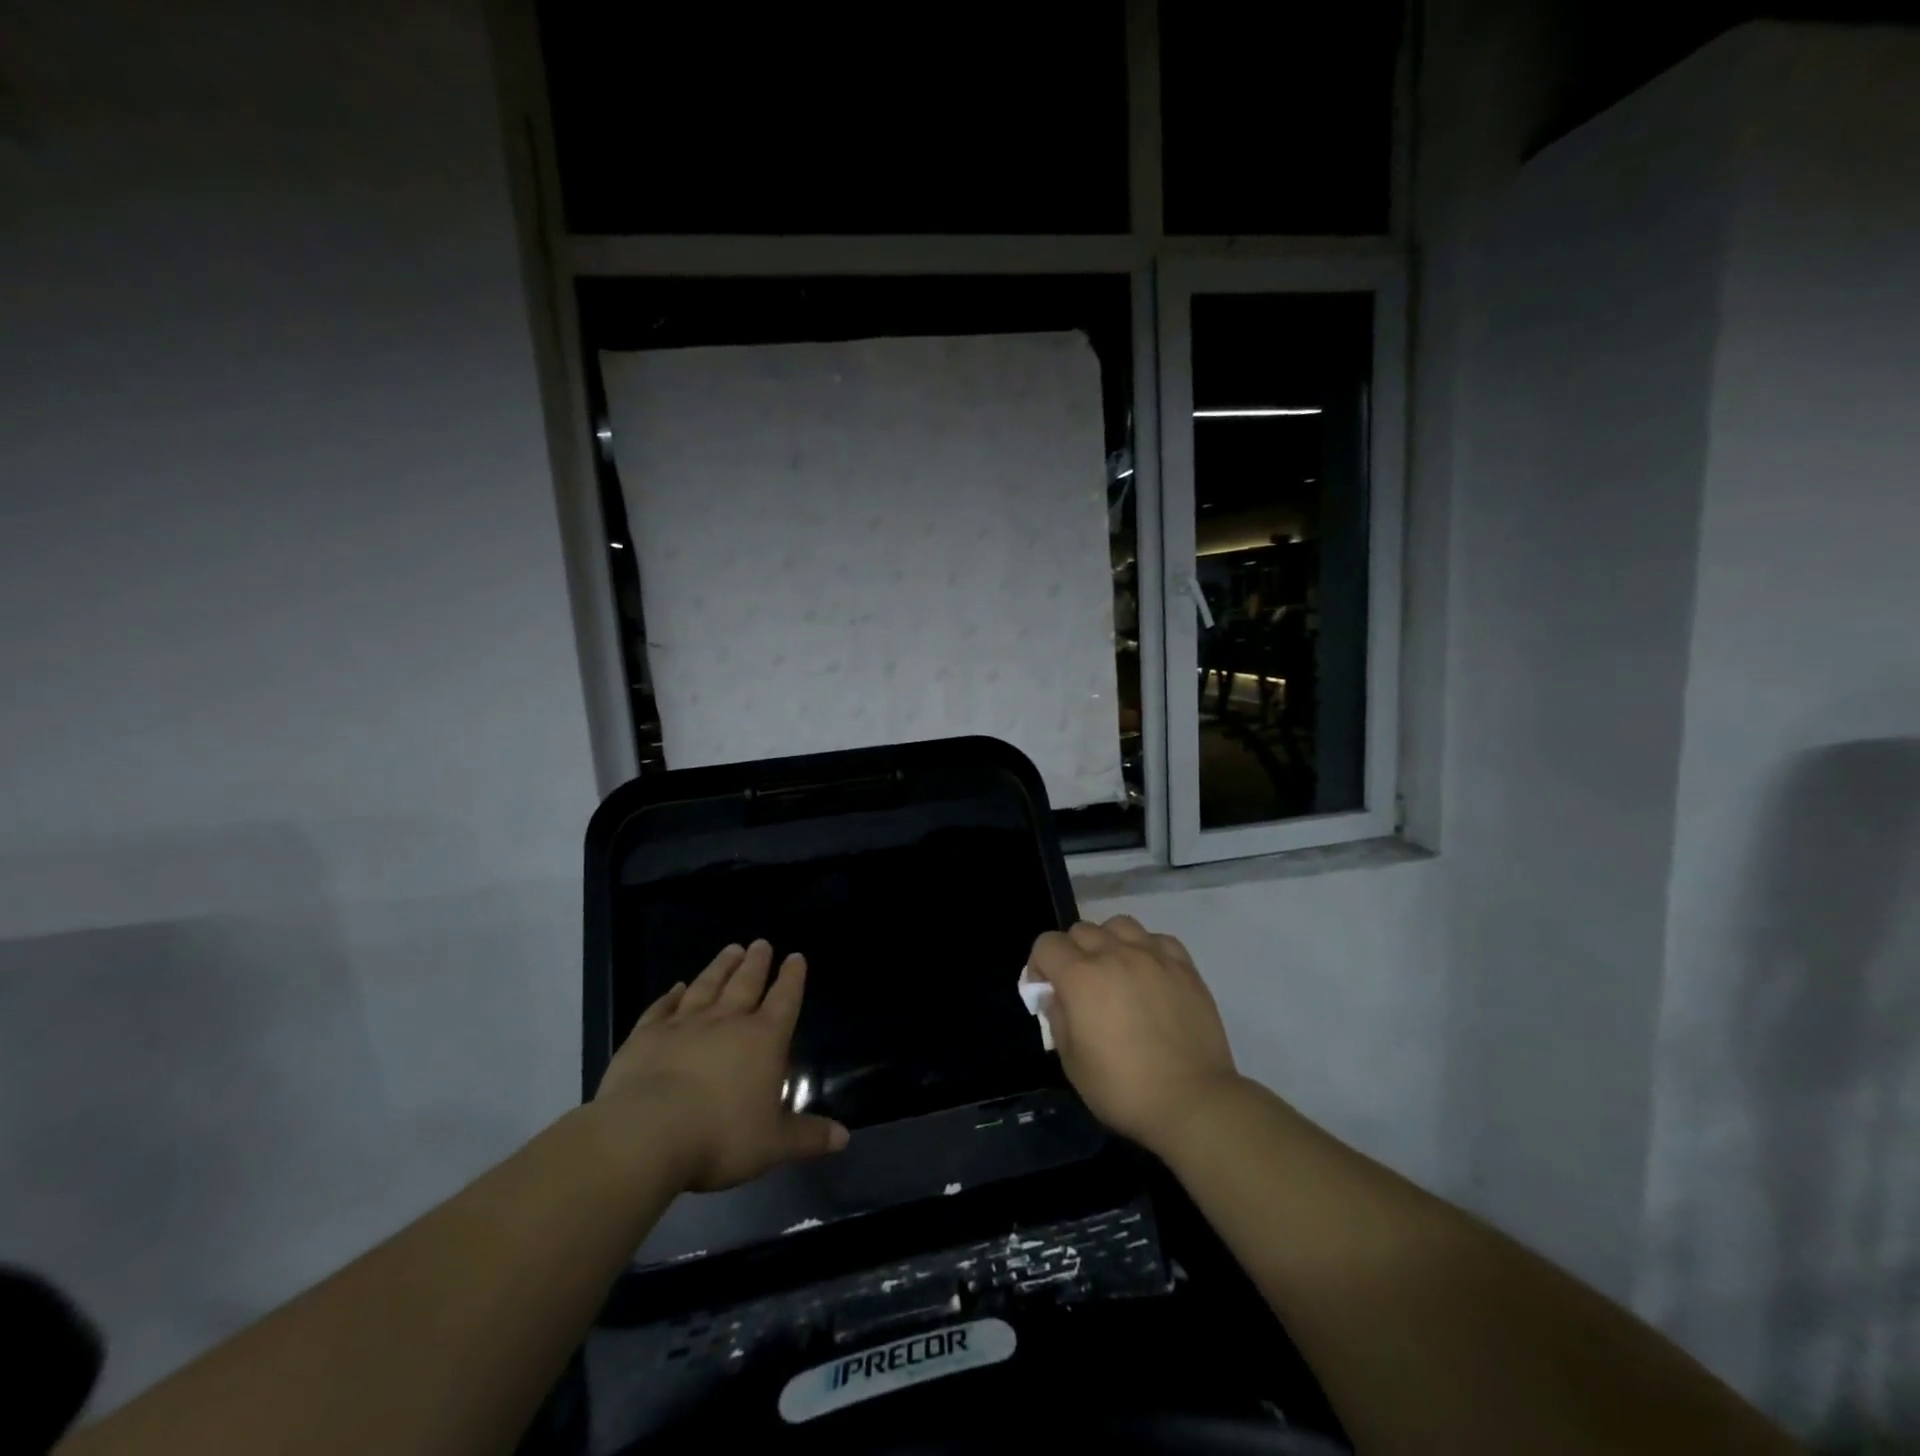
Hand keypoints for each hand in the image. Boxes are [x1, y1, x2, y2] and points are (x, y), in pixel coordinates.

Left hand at [594, 940, 848, 1191]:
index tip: (796, 957)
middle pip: (746, 983)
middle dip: (757, 963)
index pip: (784, 999)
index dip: (792, 978)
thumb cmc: (720, 1137)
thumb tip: (844, 1138)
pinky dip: (670, 995)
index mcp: (763, 1039)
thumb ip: (808, 1137)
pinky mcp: (646, 1035)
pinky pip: (662, 1007)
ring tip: (731, 949)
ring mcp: (684, 1024)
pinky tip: (675, 987)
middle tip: (761, 943)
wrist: (646, 1134)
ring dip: (720, 967)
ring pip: (707, 985)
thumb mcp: (773, 1145)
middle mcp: (727, 1021)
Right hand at [1028, 916, 1241, 1157]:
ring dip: (1108, 942)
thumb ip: (1058, 1019)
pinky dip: (1146, 949)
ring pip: (1119, 925)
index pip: (1047, 944)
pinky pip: (1157, 939)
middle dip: (1071, 953)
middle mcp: (1114, 954)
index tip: (1046, 990)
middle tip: (1080, 986)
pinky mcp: (1184, 966)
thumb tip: (1056, 996)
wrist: (1192, 1101)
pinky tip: (1149, 973)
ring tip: (1115, 971)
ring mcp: (1152, 956)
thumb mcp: (1072, 1063)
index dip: (1039, 965)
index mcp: (1080, 976)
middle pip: (1081, 930)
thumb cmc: (1123, 1088)